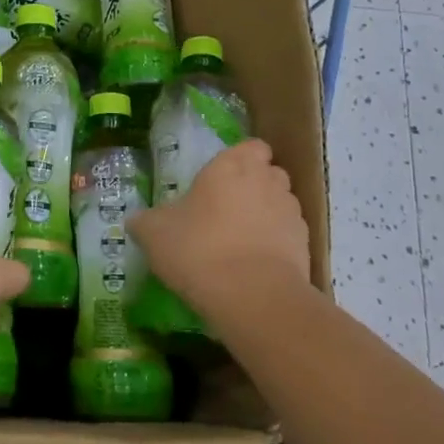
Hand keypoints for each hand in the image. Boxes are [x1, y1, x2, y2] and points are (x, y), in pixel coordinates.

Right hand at [128, 140, 315, 325]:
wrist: (252, 296)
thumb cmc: (198, 248)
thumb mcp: (154, 234)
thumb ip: (146, 221)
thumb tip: (137, 221)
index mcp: (232, 166)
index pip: (251, 146)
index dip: (240, 159)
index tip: (221, 178)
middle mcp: (267, 181)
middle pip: (268, 173)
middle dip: (254, 186)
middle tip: (226, 209)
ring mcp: (291, 213)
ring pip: (281, 204)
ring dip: (266, 215)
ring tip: (241, 241)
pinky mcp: (305, 246)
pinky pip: (289, 236)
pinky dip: (276, 244)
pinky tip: (254, 265)